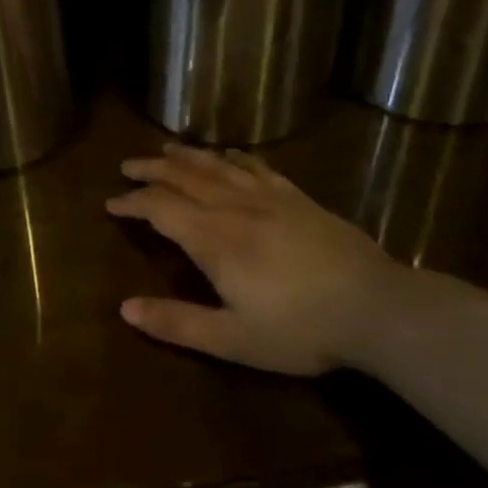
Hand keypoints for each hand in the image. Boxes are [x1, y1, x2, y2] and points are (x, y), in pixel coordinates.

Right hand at [108, 145, 405, 375]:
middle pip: (183, 177)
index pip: (160, 208)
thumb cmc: (299, 329)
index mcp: (212, 238)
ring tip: (166, 148)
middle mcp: (233, 207)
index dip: (132, 202)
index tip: (111, 202)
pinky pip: (257, 167)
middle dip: (151, 169)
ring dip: (187, 156)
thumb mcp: (232, 339)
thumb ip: (177, 322)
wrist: (376, 307)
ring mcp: (268, 198)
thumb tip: (125, 309)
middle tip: (127, 165)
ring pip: (216, 166)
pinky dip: (235, 157)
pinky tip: (228, 153)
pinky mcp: (297, 198)